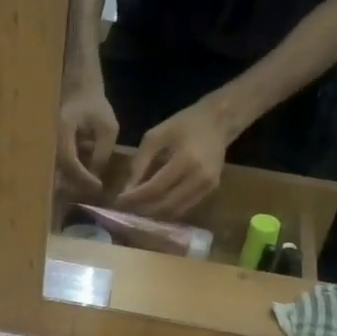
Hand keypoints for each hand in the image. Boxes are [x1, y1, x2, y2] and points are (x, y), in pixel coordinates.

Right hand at [56, 86, 118, 199]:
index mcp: (62, 131)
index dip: (83, 177)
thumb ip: (102, 152)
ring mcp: (49, 146)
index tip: (98, 186)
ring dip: (75, 182)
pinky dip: (72, 175)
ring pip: (58, 172)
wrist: (78, 92)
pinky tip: (85, 179)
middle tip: (95, 191)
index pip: (69, 161)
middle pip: (60, 171)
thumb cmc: (95, 107)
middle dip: (78, 184)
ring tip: (91, 187)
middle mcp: (49, 140)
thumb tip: (95, 176)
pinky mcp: (52, 150)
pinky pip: (60, 167)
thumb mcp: (107, 128)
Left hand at [116, 99, 231, 218]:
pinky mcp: (211, 190)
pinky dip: (168, 210)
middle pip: (165, 204)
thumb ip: (139, 162)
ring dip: (154, 214)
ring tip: (137, 210)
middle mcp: (199, 177)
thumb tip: (128, 190)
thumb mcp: (155, 136)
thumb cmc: (183, 124)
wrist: (218, 121)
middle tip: (125, 209)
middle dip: (142, 209)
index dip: (135, 198)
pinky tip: (154, 206)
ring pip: (176, 210)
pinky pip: (185, 207)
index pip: (155, 188)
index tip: (119, 201)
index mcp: (186, 159)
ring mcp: (207, 186)